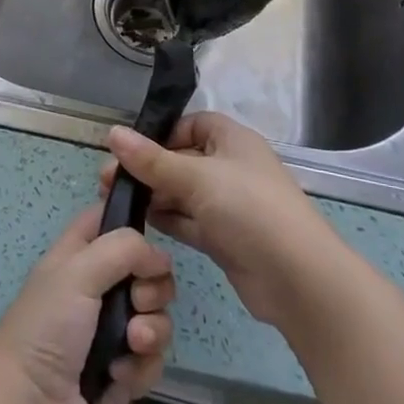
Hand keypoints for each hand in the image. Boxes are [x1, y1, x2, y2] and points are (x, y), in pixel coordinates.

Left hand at [0, 206, 174, 403]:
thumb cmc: (47, 328)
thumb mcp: (77, 272)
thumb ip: (122, 249)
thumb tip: (159, 257)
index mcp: (80, 257)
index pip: (109, 220)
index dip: (131, 222)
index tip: (148, 239)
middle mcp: (98, 290)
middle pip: (148, 273)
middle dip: (154, 287)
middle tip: (138, 300)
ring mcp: (112, 334)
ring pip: (156, 317)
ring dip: (151, 330)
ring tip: (132, 343)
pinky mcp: (123, 375)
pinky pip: (152, 361)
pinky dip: (141, 367)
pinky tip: (119, 375)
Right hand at [100, 111, 342, 326]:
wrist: (296, 279)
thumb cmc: (248, 209)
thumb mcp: (196, 177)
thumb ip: (152, 160)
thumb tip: (112, 133)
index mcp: (232, 140)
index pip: (192, 124)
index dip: (163, 133)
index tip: (131, 149)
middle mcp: (230, 167)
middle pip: (182, 159)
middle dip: (147, 168)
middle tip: (107, 181)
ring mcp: (228, 204)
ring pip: (182, 192)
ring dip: (153, 195)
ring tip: (114, 202)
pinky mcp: (224, 238)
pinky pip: (188, 220)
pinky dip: (167, 219)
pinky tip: (140, 222)